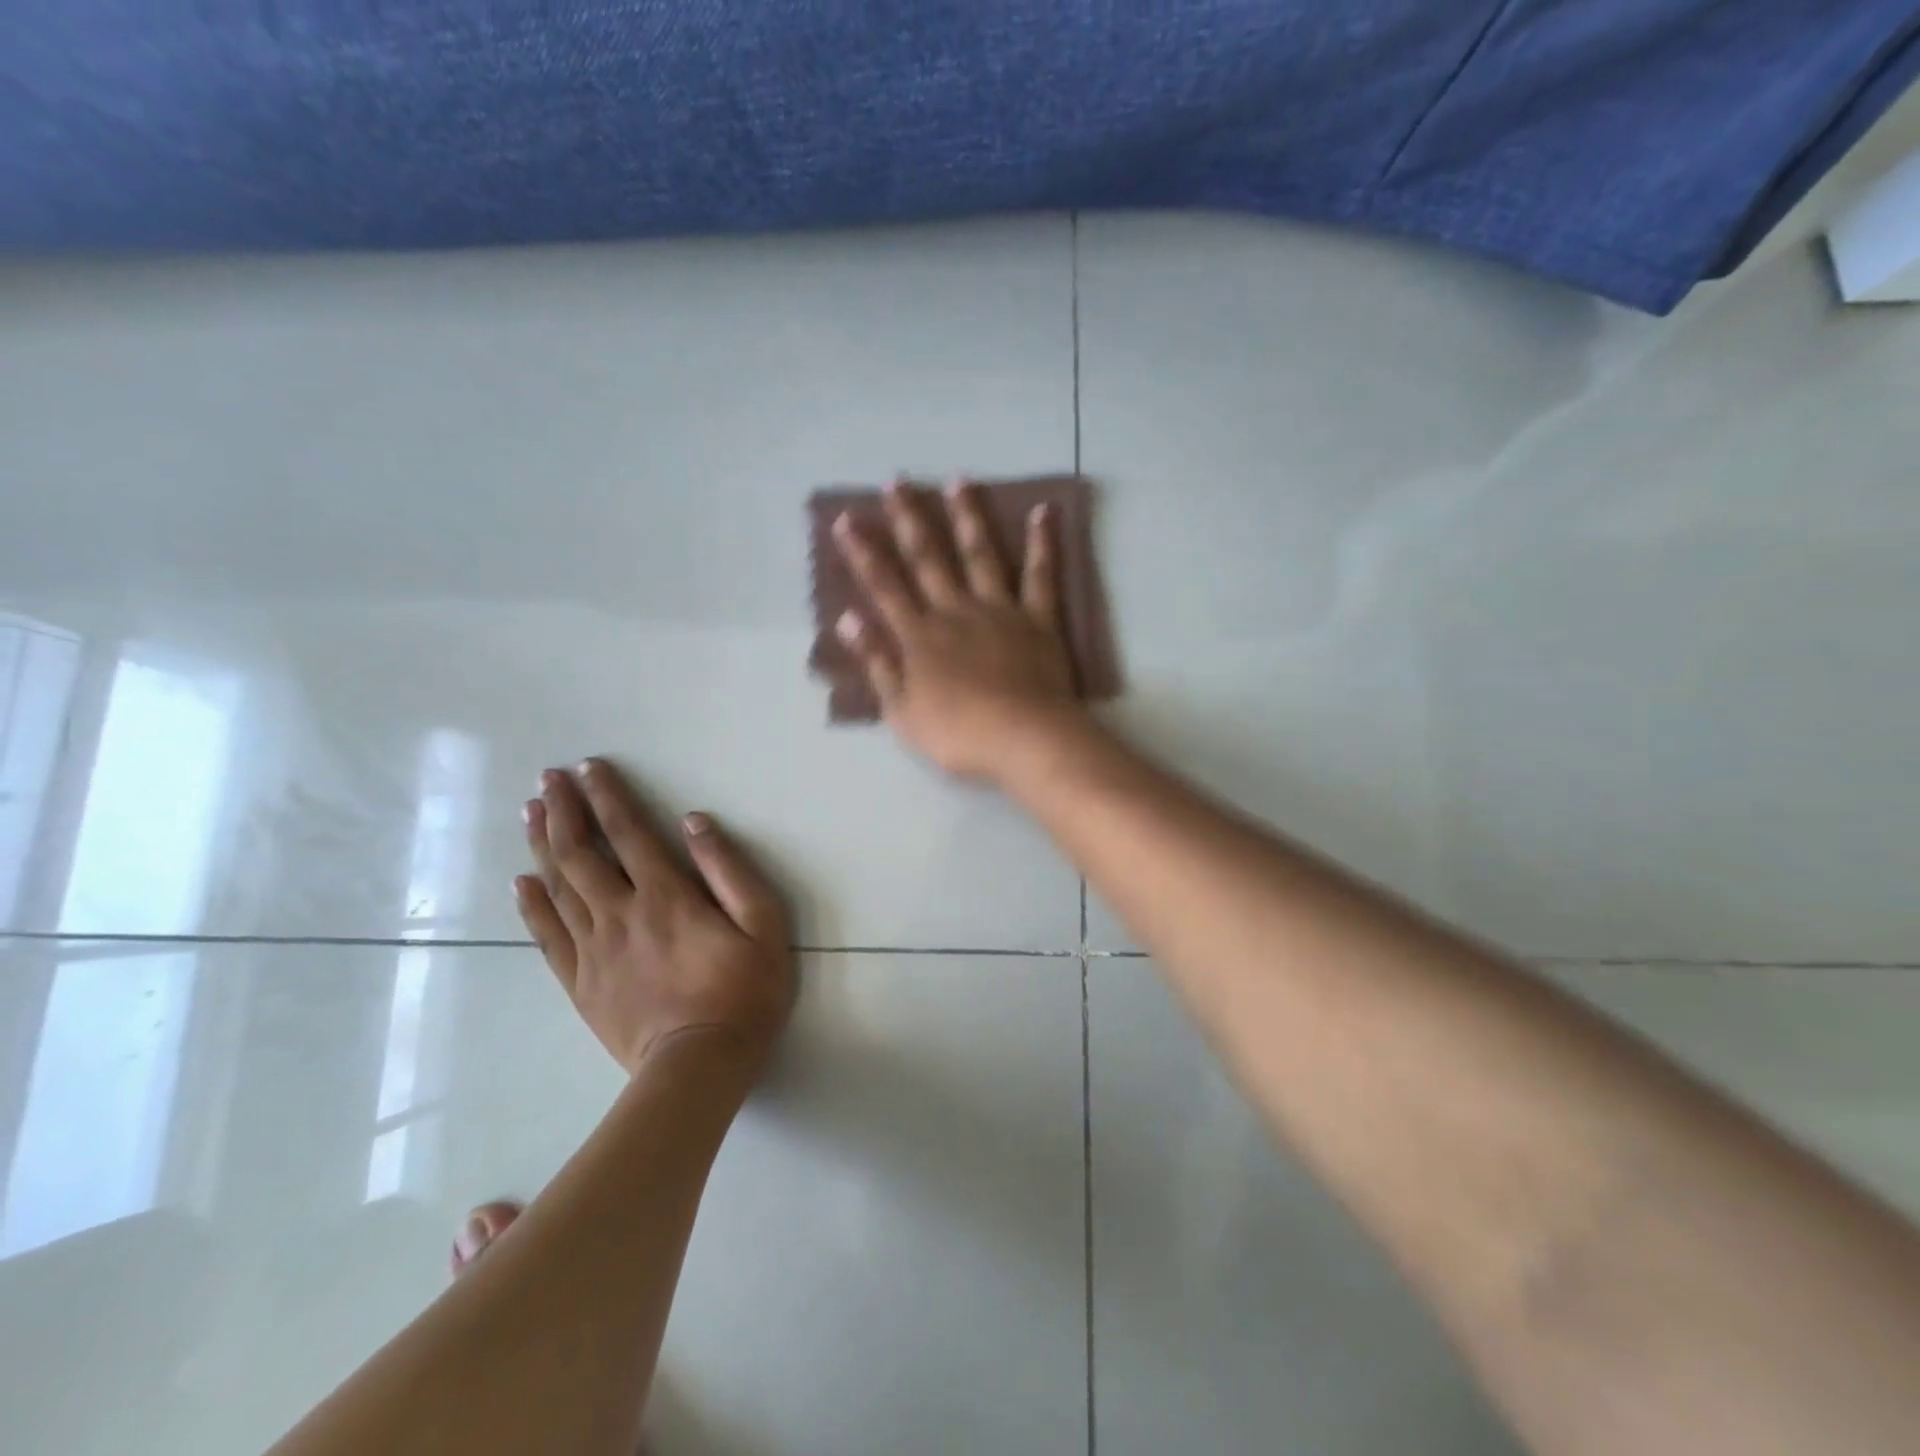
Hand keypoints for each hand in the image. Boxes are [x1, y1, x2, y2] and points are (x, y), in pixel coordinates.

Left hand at [516, 759, 793, 1079]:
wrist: (699, 1067)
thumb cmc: (744, 992)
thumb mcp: (764, 924)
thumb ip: (730, 870)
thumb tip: (694, 823)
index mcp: (666, 896)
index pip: (628, 832)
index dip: (607, 796)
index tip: (588, 767)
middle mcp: (621, 913)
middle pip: (580, 853)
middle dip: (563, 810)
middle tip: (547, 779)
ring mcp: (594, 949)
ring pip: (557, 887)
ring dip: (542, 845)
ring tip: (531, 812)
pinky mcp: (580, 982)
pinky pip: (547, 935)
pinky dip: (531, 905)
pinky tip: (521, 882)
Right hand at [832, 478, 1080, 778]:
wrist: (1024, 740)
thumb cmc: (958, 735)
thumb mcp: (901, 711)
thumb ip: (877, 663)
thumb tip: (849, 619)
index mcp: (920, 636)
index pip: (884, 586)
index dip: (863, 553)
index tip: (846, 519)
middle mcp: (956, 611)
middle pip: (928, 558)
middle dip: (909, 519)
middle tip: (897, 481)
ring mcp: (1000, 610)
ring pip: (980, 554)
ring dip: (967, 516)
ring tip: (957, 480)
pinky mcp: (1038, 619)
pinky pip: (1040, 575)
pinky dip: (1042, 543)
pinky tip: (1042, 512)